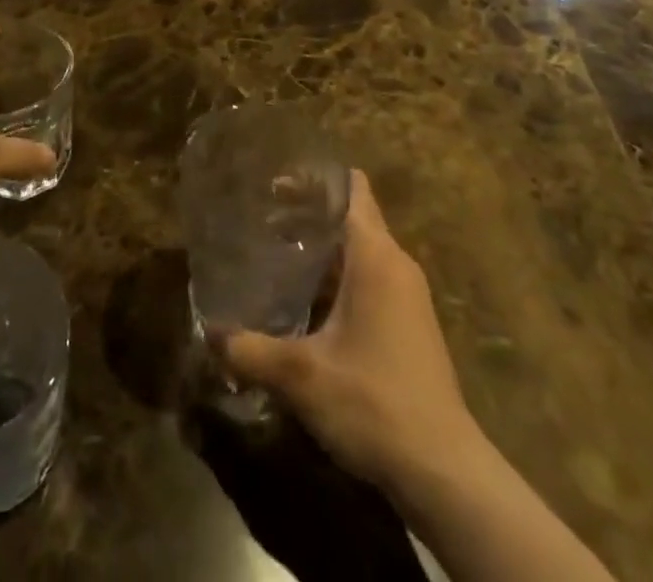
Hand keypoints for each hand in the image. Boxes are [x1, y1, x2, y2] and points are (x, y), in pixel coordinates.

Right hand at [218, 172, 482, 493]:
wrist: (444, 473)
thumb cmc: (373, 403)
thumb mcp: (300, 376)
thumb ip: (250, 349)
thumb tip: (207, 333)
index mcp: (375, 255)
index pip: (351, 188)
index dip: (314, 179)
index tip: (274, 184)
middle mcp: (396, 264)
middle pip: (352, 215)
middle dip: (308, 213)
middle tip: (262, 219)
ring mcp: (408, 296)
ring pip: (360, 249)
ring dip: (322, 248)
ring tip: (275, 254)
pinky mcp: (410, 325)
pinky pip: (370, 278)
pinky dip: (338, 276)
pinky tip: (306, 301)